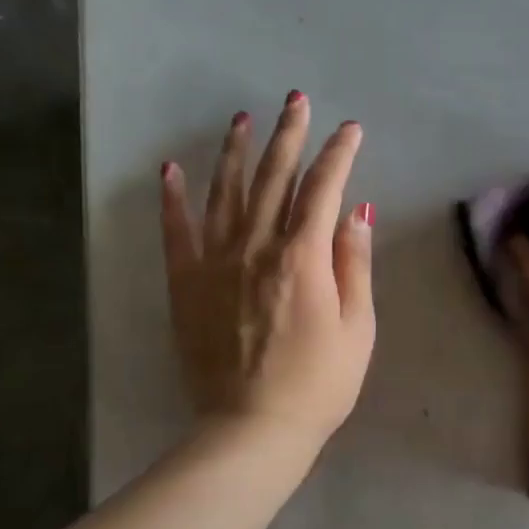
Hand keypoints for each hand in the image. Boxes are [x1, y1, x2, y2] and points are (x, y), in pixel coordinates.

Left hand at [161, 94, 374, 448]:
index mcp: (303, 257)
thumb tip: (357, 212)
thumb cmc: (319, 384)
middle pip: (273, 178)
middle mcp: (256, 247)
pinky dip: (173, 198)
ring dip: (235, 152)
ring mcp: (214, 263)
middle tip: (296, 100)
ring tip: (242, 119)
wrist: (252, 428)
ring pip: (224, 193)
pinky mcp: (186, 284)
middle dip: (288, 136)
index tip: (350, 129)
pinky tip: (171, 170)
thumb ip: (354, 265)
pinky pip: (176, 231)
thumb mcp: (357, 328)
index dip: (338, 155)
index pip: (323, 189)